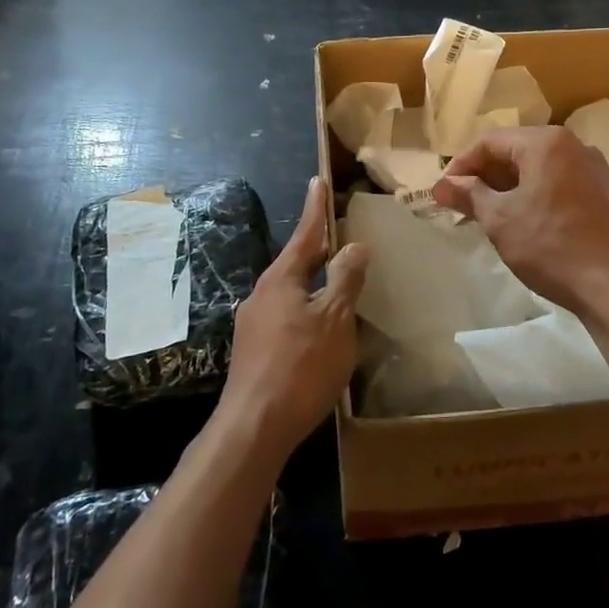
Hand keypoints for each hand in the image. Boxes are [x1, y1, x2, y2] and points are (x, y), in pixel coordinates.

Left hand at [217, 178, 368, 465]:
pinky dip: (306, 308)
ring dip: (312, 280)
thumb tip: (354, 246)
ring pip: (290, 290)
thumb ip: (345, 280)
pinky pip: (286, 315)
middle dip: (316, 246)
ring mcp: (254, 323)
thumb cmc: (300, 366)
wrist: (254, 427)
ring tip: (334, 278)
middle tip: (336, 229)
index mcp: (281, 280)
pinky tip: (320, 326)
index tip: (317, 180)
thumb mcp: (334, 320)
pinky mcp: (254, 350)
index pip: (305, 234)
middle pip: (295, 262)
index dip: (315, 208)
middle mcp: (262, 294)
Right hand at [434, 126, 608, 315]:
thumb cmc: (551, 245)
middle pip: (516, 151)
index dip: (461, 165)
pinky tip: (522, 223)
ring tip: (487, 216)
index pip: (490, 141)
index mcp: (546, 142)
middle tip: (461, 204)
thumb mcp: (500, 219)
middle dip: (484, 177)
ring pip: (538, 169)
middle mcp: (573, 146)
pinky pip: (558, 183)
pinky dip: (534, 195)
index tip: (443, 191)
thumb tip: (441, 186)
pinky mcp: (605, 194)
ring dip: (508, 188)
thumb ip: (469, 195)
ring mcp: (594, 169)